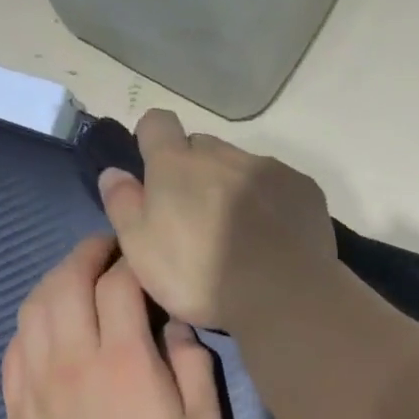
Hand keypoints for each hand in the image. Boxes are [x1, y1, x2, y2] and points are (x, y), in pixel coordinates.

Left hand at [3, 235, 223, 418]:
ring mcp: (37, 383)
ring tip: (75, 277)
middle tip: (106, 249)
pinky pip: (14, 346)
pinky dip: (31, 320)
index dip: (130, 259)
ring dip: (53, 281)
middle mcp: (73, 360)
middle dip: (86, 255)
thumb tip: (175, 324)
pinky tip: (47, 322)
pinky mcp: (17, 407)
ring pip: (33, 309)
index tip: (143, 252)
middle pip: (65, 283)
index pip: (118, 285)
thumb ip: (193, 364)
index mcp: (125, 360)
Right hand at [97, 109, 336, 330]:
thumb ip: (123, 205)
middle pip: (202, 148)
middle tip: (199, 217)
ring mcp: (268, 168)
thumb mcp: (142, 250)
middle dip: (196, 172)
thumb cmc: (201, 277)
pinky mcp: (303, 187)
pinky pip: (279, 184)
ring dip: (235, 186)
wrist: (282, 295)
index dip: (153, 142)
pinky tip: (274, 236)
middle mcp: (223, 154)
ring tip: (242, 232)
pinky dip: (272, 201)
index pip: (157, 123)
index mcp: (177, 164)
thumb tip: (115, 172)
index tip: (156, 173)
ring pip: (242, 165)